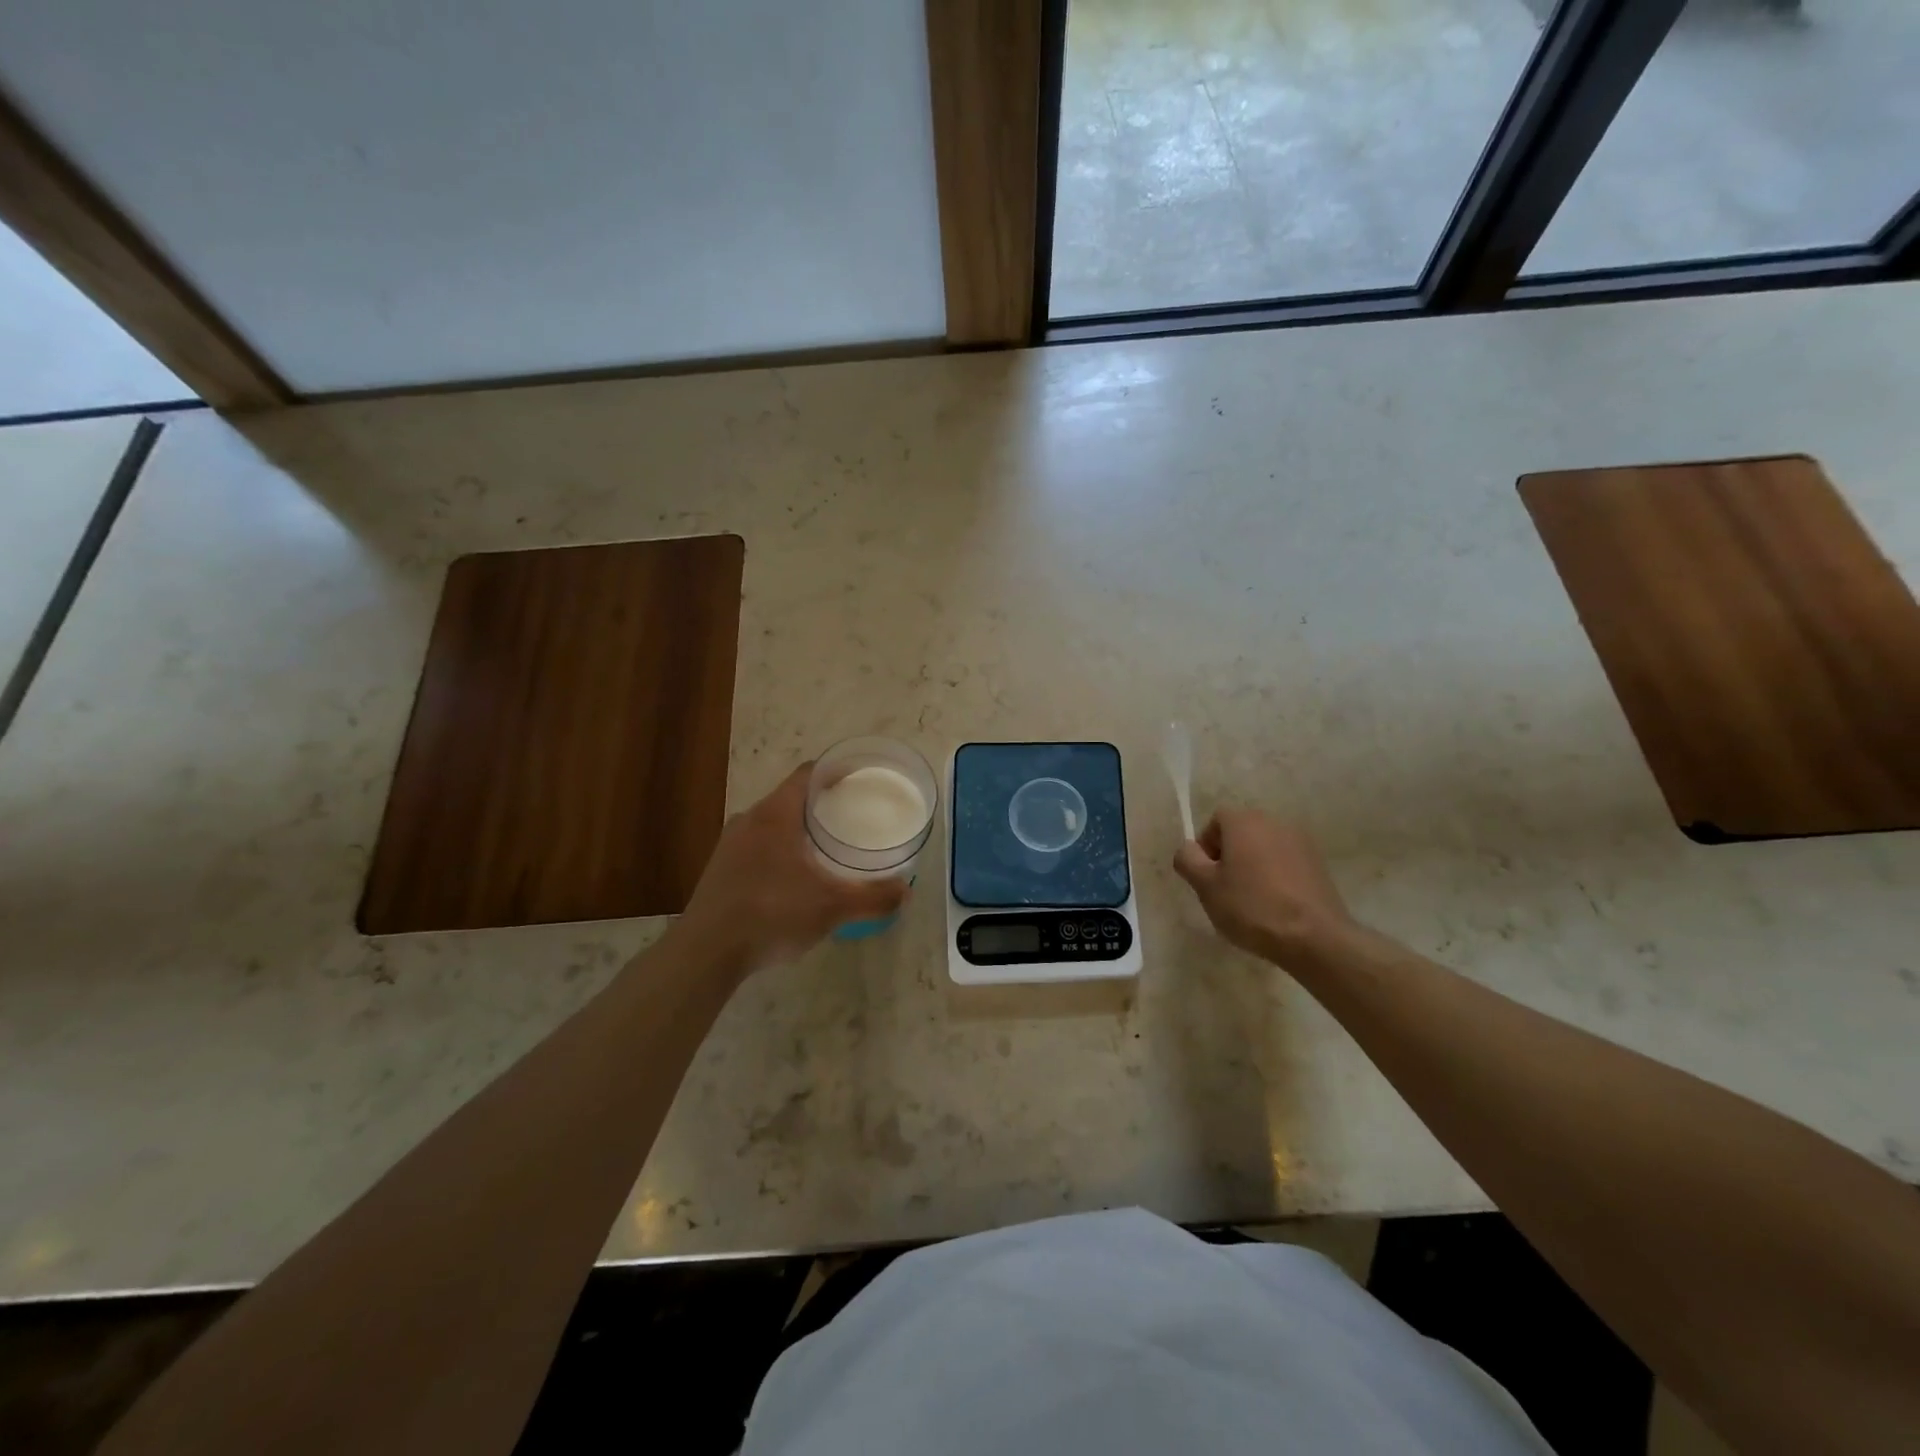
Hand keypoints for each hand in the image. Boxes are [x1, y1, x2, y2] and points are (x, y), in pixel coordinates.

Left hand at [672, 763, 907, 976]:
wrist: (705, 953)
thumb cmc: (771, 914)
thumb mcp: (832, 907)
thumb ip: (872, 897)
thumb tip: (906, 891)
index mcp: (776, 814)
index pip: (808, 774)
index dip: (835, 770)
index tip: (859, 778)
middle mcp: (749, 820)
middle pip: (790, 797)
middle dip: (821, 803)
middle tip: (851, 815)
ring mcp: (730, 845)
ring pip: (772, 824)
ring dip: (798, 829)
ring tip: (826, 846)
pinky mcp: (720, 870)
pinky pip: (758, 847)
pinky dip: (781, 850)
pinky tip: (794, 878)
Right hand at [1173, 808, 1355, 965]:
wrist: (1315, 937)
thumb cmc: (1252, 907)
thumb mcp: (1205, 886)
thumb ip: (1188, 860)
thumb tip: (1189, 849)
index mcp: (1244, 822)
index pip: (1216, 820)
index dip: (1206, 846)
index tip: (1207, 875)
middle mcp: (1274, 822)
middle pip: (1241, 831)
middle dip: (1229, 855)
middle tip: (1224, 889)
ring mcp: (1301, 842)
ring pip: (1264, 847)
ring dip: (1253, 865)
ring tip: (1251, 900)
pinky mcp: (1318, 864)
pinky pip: (1285, 862)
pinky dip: (1276, 876)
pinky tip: (1276, 905)